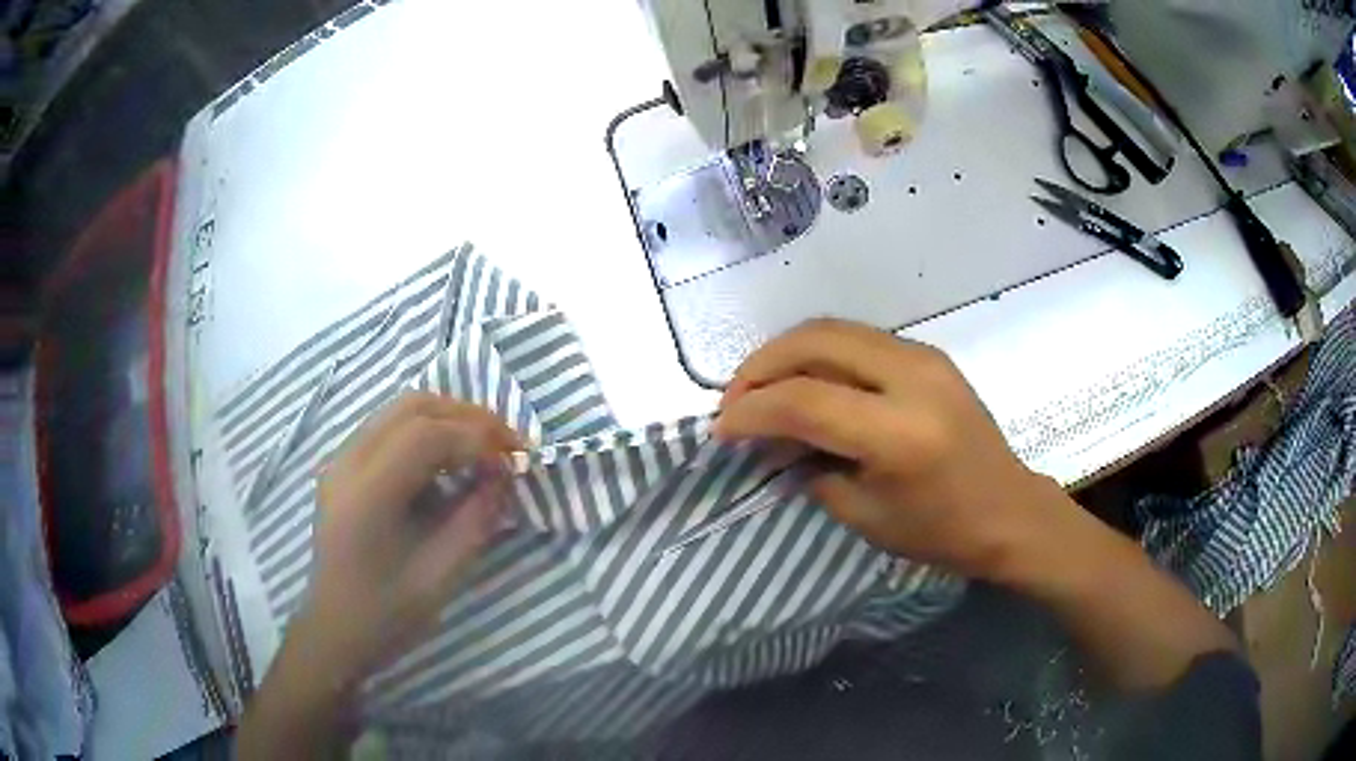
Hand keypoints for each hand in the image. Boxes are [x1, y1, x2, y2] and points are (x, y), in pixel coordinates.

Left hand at [302, 392, 519, 676]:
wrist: (335, 631)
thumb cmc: (387, 614)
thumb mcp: (441, 576)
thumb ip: (475, 520)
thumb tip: (503, 477)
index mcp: (367, 494)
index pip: (427, 435)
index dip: (477, 439)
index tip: (513, 463)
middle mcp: (348, 463)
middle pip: (413, 407)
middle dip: (467, 417)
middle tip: (506, 444)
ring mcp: (341, 461)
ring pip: (400, 411)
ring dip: (448, 420)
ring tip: (484, 449)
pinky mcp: (344, 468)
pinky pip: (390, 429)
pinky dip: (428, 434)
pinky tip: (448, 465)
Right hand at [716, 319, 1067, 582]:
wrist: (1008, 510)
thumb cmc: (939, 530)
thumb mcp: (863, 514)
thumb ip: (810, 466)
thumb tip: (771, 435)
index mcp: (899, 433)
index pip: (804, 400)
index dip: (751, 410)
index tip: (721, 429)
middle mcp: (912, 378)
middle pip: (815, 341)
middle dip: (761, 365)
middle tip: (734, 400)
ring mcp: (924, 356)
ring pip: (834, 328)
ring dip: (786, 352)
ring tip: (760, 387)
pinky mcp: (928, 353)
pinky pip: (857, 338)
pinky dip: (818, 353)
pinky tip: (804, 380)